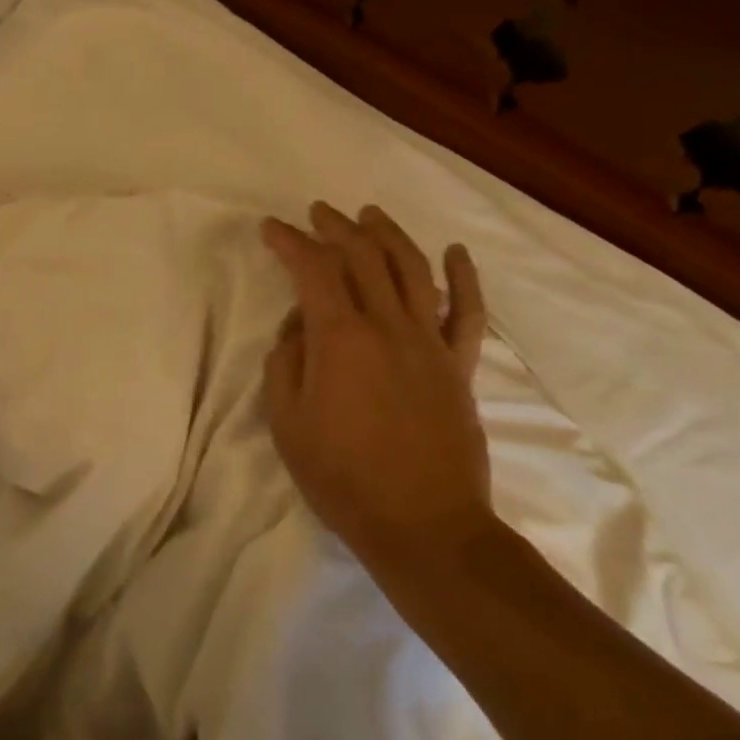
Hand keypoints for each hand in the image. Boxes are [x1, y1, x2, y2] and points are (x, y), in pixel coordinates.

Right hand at [262, 202, 494, 568]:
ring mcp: (431, 343)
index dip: (289, 242)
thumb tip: (299, 326)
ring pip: (413, 269)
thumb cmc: (344, 478)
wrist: (424, 527)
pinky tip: (456, 252)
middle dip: (336, 227)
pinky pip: (468, 313)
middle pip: (363, 256)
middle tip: (317, 213)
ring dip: (388, 235)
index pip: (313, 269)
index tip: (271, 228)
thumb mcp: (288, 423)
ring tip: (370, 214)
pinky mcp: (460, 366)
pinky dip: (464, 278)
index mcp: (341, 339)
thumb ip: (286, 362)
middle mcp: (388, 326)